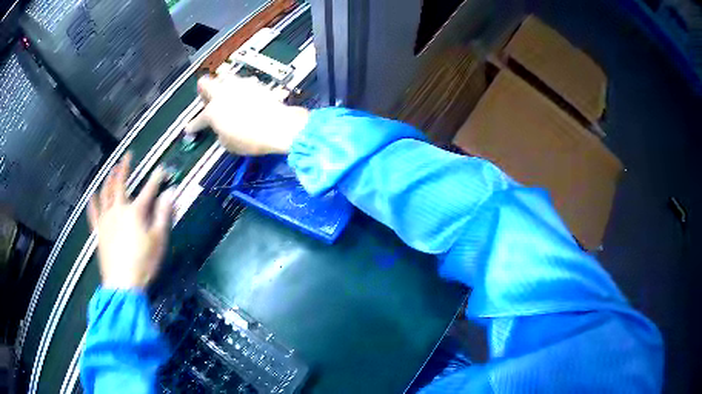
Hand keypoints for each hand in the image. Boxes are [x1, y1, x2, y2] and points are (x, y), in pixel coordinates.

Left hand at [87, 153, 174, 288]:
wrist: (122, 284)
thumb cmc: (143, 264)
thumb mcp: (158, 241)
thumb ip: (163, 215)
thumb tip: (170, 194)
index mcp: (135, 212)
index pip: (149, 190)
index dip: (157, 179)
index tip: (162, 170)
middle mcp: (118, 210)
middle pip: (121, 184)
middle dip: (125, 168)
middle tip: (127, 156)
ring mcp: (106, 219)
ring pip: (105, 193)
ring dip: (109, 179)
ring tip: (112, 169)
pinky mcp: (98, 231)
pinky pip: (93, 213)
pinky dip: (93, 202)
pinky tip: (92, 195)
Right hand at [185, 75, 309, 154]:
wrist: (278, 126)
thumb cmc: (251, 139)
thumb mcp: (229, 144)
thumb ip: (221, 133)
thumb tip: (222, 129)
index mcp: (213, 111)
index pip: (198, 120)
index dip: (193, 126)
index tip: (190, 129)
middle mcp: (223, 93)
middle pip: (205, 82)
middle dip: (203, 90)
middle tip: (206, 99)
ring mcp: (239, 85)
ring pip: (225, 76)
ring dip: (222, 84)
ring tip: (226, 93)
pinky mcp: (256, 84)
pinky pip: (244, 82)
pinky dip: (241, 87)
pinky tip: (246, 95)